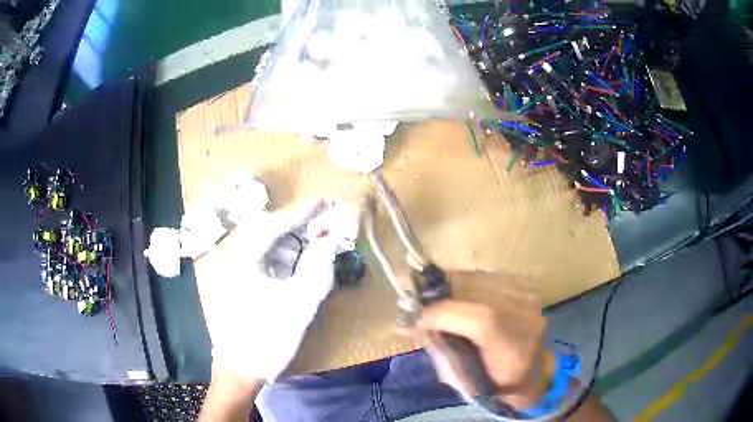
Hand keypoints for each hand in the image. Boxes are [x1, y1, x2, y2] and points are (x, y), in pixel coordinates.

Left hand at [203, 199, 339, 382]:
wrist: (239, 371)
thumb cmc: (267, 339)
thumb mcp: (299, 304)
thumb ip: (317, 268)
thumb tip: (329, 242)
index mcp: (238, 259)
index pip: (272, 225)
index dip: (300, 212)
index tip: (322, 201)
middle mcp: (227, 257)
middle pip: (262, 229)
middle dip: (293, 224)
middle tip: (319, 222)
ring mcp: (225, 270)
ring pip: (257, 243)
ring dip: (285, 240)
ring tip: (310, 241)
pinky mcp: (229, 282)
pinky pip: (254, 258)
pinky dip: (275, 256)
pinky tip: (291, 262)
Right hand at [407, 270, 553, 408]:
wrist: (531, 369)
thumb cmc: (493, 383)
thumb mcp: (461, 378)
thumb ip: (438, 348)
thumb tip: (407, 324)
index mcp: (513, 350)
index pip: (483, 321)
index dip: (445, 313)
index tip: (415, 315)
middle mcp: (526, 318)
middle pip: (478, 292)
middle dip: (438, 291)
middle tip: (409, 291)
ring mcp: (528, 298)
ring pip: (479, 278)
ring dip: (449, 283)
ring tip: (428, 291)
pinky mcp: (524, 286)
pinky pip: (486, 276)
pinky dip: (464, 282)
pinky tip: (453, 291)